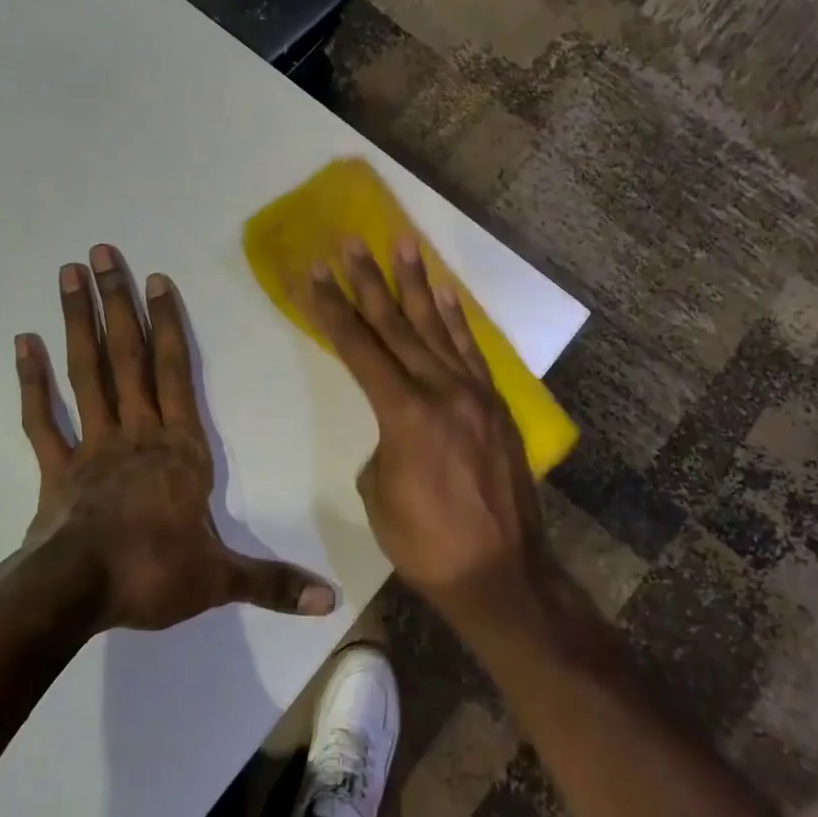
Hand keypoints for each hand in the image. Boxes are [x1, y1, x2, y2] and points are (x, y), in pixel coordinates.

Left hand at [15, 244, 337, 632]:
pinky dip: (31, 381)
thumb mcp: (221, 580)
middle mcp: (136, 432)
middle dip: (115, 303)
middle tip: (101, 252)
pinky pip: (41, 418)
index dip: (167, 324)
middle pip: (126, 356)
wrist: (77, 594)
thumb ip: (273, 583)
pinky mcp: (56, 467)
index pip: (175, 372)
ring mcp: (92, 445)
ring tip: (68, 275)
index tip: (156, 278)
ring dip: (76, 322)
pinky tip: (22, 342)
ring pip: (86, 372)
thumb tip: (331, 602)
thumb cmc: (153, 573)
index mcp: (179, 448)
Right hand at [303, 235, 543, 627]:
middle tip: (351, 242)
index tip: (315, 274)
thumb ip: (382, 444)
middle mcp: (441, 391)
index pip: (360, 349)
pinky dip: (456, 320)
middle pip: (396, 326)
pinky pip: (471, 352)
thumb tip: (397, 427)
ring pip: (437, 328)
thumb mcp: (378, 494)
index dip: (333, 310)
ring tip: (403, 243)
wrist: (502, 574)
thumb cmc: (426, 544)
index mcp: (405, 414)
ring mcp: (474, 394)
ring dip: (417, 284)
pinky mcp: (496, 406)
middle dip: (369, 282)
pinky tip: (445, 294)